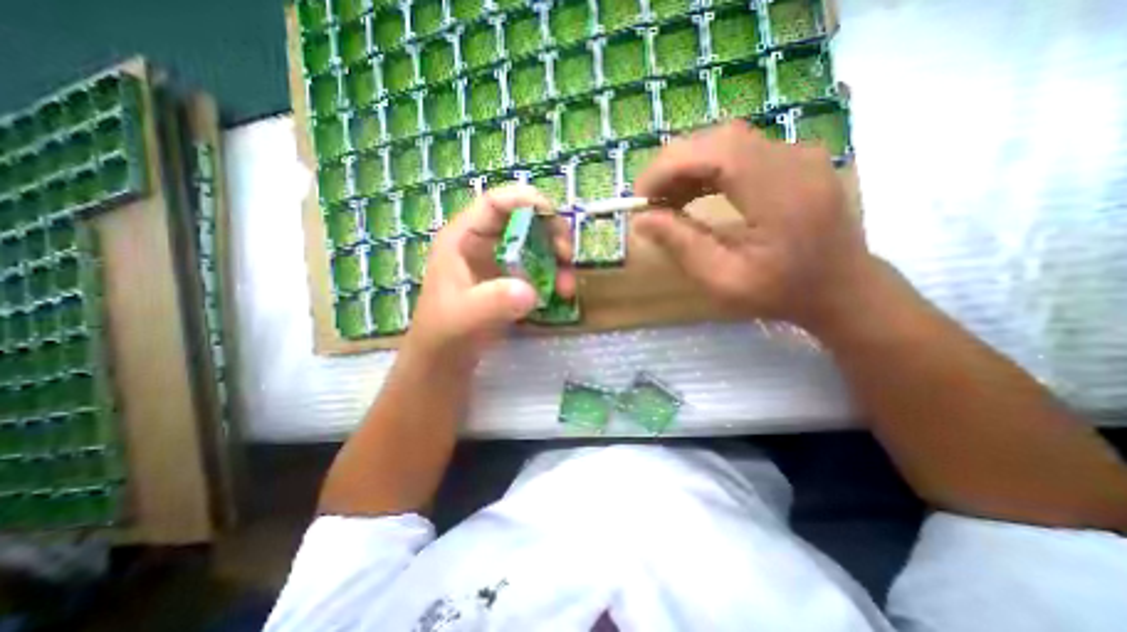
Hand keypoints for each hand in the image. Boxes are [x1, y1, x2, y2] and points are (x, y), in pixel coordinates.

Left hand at [405, 185, 575, 361]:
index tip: (554, 218)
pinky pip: (539, 267)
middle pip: (524, 219)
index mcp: (463, 238)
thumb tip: (531, 290)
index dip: (526, 200)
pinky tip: (560, 295)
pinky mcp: (511, 279)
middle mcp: (484, 243)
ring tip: (566, 288)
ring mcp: (499, 261)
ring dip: (558, 260)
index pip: (495, 203)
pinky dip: (554, 277)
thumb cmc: (445, 333)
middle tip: (567, 257)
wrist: (445, 360)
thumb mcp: (464, 318)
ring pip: (537, 244)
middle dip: (551, 233)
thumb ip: (493, 303)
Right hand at [632, 119, 870, 331]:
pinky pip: (740, 151)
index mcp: (781, 193)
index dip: (669, 167)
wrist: (842, 288)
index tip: (640, 198)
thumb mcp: (723, 280)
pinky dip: (707, 169)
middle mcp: (794, 159)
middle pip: (718, 139)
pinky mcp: (794, 159)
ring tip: (666, 201)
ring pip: (726, 142)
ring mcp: (798, 154)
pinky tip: (693, 194)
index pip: (716, 152)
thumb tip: (641, 219)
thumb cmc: (782, 293)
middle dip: (673, 166)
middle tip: (650, 202)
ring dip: (687, 167)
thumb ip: (681, 245)